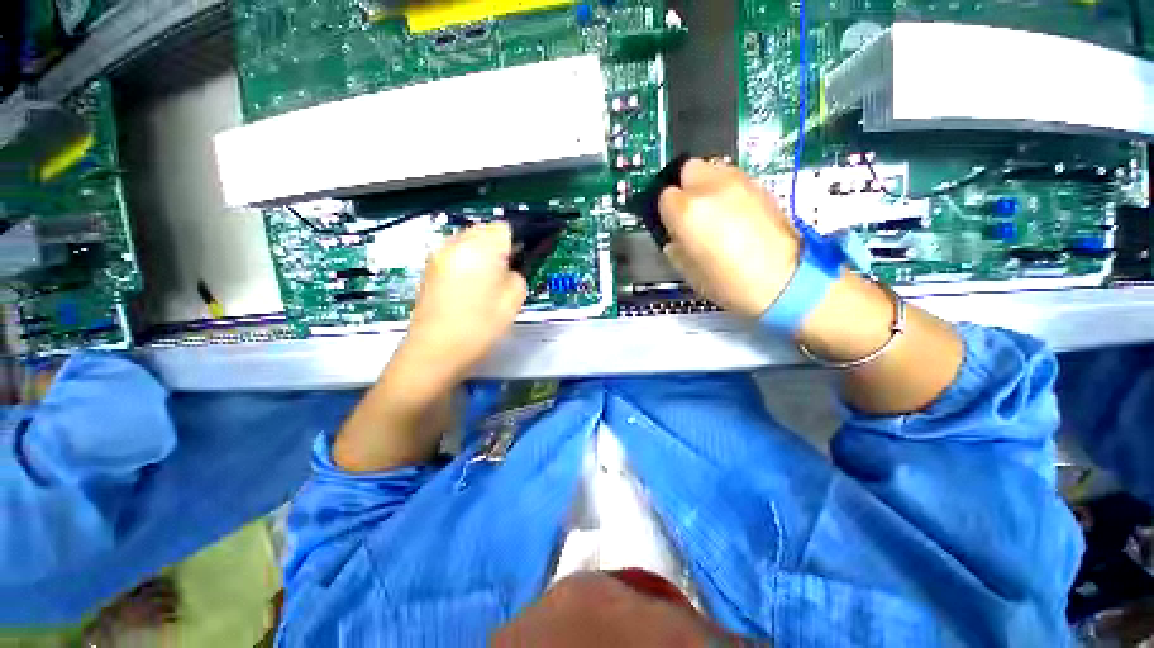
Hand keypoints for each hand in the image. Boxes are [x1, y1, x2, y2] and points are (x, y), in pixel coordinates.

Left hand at [398, 222, 527, 384]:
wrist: (435, 352)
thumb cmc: (480, 326)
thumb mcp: (514, 300)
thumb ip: (518, 274)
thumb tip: (511, 266)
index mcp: (481, 247)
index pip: (505, 227)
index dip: (518, 240)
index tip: (523, 259)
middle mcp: (456, 243)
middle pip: (485, 230)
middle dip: (499, 245)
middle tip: (508, 271)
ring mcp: (439, 255)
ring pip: (469, 241)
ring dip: (482, 253)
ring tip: (488, 280)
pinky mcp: (429, 268)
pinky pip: (456, 254)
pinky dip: (467, 261)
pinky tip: (470, 286)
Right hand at [658, 159, 801, 318]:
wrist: (783, 282)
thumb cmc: (729, 282)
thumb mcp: (688, 271)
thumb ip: (674, 247)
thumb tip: (674, 238)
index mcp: (687, 211)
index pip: (664, 196)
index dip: (667, 213)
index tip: (673, 226)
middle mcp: (711, 187)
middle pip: (688, 169)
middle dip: (685, 187)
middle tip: (691, 213)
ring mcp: (739, 183)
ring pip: (713, 168)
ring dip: (707, 185)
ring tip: (714, 213)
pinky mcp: (762, 186)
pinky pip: (734, 178)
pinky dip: (728, 190)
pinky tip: (734, 214)